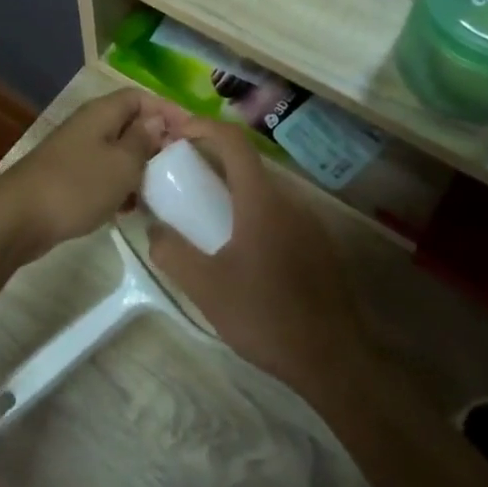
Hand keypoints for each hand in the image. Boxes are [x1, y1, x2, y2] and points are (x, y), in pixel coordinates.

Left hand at [0, 88, 183, 266]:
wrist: (18, 218)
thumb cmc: (77, 186)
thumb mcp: (122, 164)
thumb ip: (143, 141)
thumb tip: (157, 122)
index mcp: (101, 114)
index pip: (140, 97)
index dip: (167, 111)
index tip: (192, 134)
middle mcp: (88, 126)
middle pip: (129, 124)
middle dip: (156, 142)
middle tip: (180, 165)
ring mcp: (75, 153)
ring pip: (117, 152)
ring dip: (138, 168)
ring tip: (160, 190)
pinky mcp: (67, 179)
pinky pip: (102, 175)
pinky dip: (119, 187)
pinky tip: (129, 209)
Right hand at [145, 119, 367, 398]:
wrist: (333, 359)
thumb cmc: (265, 316)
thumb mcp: (205, 287)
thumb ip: (172, 253)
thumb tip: (154, 231)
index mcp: (261, 201)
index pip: (233, 142)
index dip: (203, 127)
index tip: (176, 132)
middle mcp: (290, 201)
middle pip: (249, 164)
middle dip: (213, 160)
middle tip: (183, 177)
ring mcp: (310, 223)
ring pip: (266, 191)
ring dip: (234, 190)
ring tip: (206, 215)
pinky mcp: (320, 246)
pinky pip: (281, 214)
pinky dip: (254, 212)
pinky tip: (242, 248)